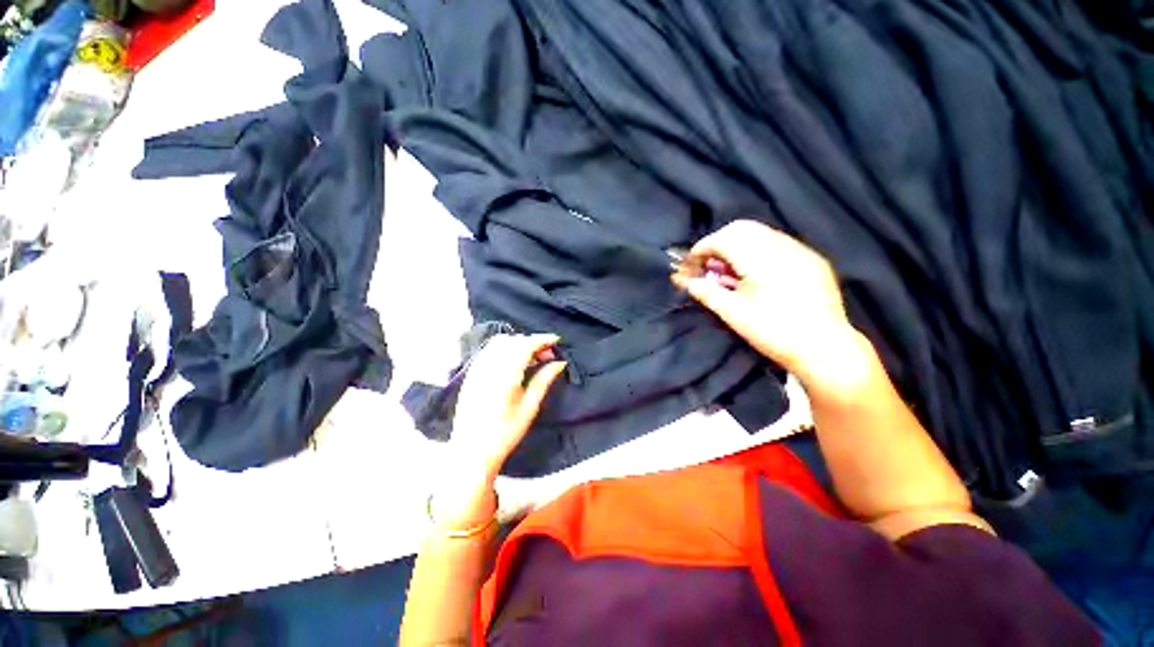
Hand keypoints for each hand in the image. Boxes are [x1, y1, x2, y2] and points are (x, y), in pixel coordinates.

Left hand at [431, 334, 565, 531]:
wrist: (472, 450)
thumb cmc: (506, 432)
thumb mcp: (530, 406)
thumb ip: (544, 379)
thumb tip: (560, 362)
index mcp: (506, 374)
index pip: (526, 345)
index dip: (543, 339)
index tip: (557, 340)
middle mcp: (490, 366)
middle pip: (514, 341)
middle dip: (532, 342)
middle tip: (547, 355)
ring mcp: (477, 368)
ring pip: (500, 343)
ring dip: (518, 343)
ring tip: (531, 357)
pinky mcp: (471, 373)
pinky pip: (489, 350)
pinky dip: (504, 348)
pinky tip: (512, 362)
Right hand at [671, 220, 860, 385]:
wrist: (825, 348)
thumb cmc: (774, 332)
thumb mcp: (734, 314)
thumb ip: (708, 293)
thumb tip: (688, 283)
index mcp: (762, 259)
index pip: (724, 238)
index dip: (703, 248)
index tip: (691, 263)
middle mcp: (783, 247)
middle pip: (742, 229)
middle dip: (719, 243)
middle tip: (708, 265)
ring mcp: (800, 252)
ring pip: (761, 234)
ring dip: (738, 246)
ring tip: (728, 271)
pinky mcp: (811, 260)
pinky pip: (777, 244)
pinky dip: (757, 251)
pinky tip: (753, 273)